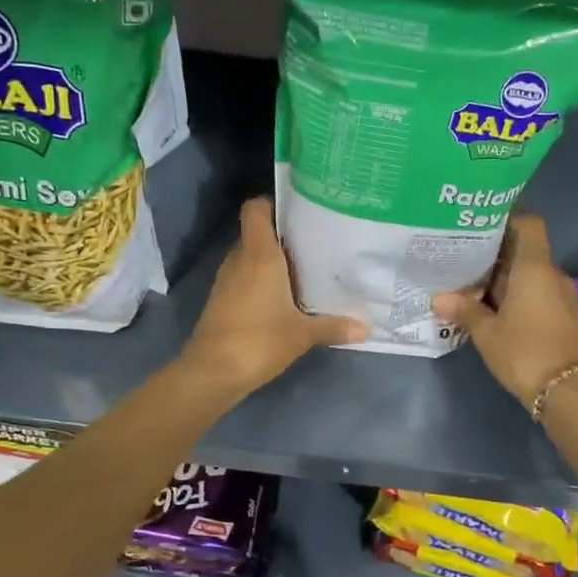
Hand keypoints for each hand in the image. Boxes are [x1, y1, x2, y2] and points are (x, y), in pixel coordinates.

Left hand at [180, 198, 366, 398]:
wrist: (212, 372)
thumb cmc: (259, 340)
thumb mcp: (303, 334)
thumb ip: (334, 326)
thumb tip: (365, 328)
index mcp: (259, 254)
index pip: (255, 209)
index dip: (273, 204)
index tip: (299, 212)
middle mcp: (239, 260)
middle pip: (258, 233)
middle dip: (282, 237)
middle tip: (314, 244)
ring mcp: (226, 280)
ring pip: (250, 257)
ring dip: (272, 262)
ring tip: (304, 270)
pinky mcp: (221, 300)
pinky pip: (244, 278)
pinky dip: (261, 281)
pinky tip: (284, 298)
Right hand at [433, 215, 577, 411]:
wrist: (564, 391)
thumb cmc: (523, 351)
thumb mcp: (486, 332)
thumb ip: (464, 310)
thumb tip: (438, 298)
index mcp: (535, 268)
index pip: (528, 224)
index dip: (507, 218)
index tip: (480, 224)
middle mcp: (552, 274)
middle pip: (524, 250)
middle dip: (495, 252)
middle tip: (463, 255)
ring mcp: (560, 295)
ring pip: (529, 274)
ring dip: (504, 276)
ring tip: (471, 282)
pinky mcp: (562, 315)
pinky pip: (536, 292)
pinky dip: (515, 293)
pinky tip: (490, 306)